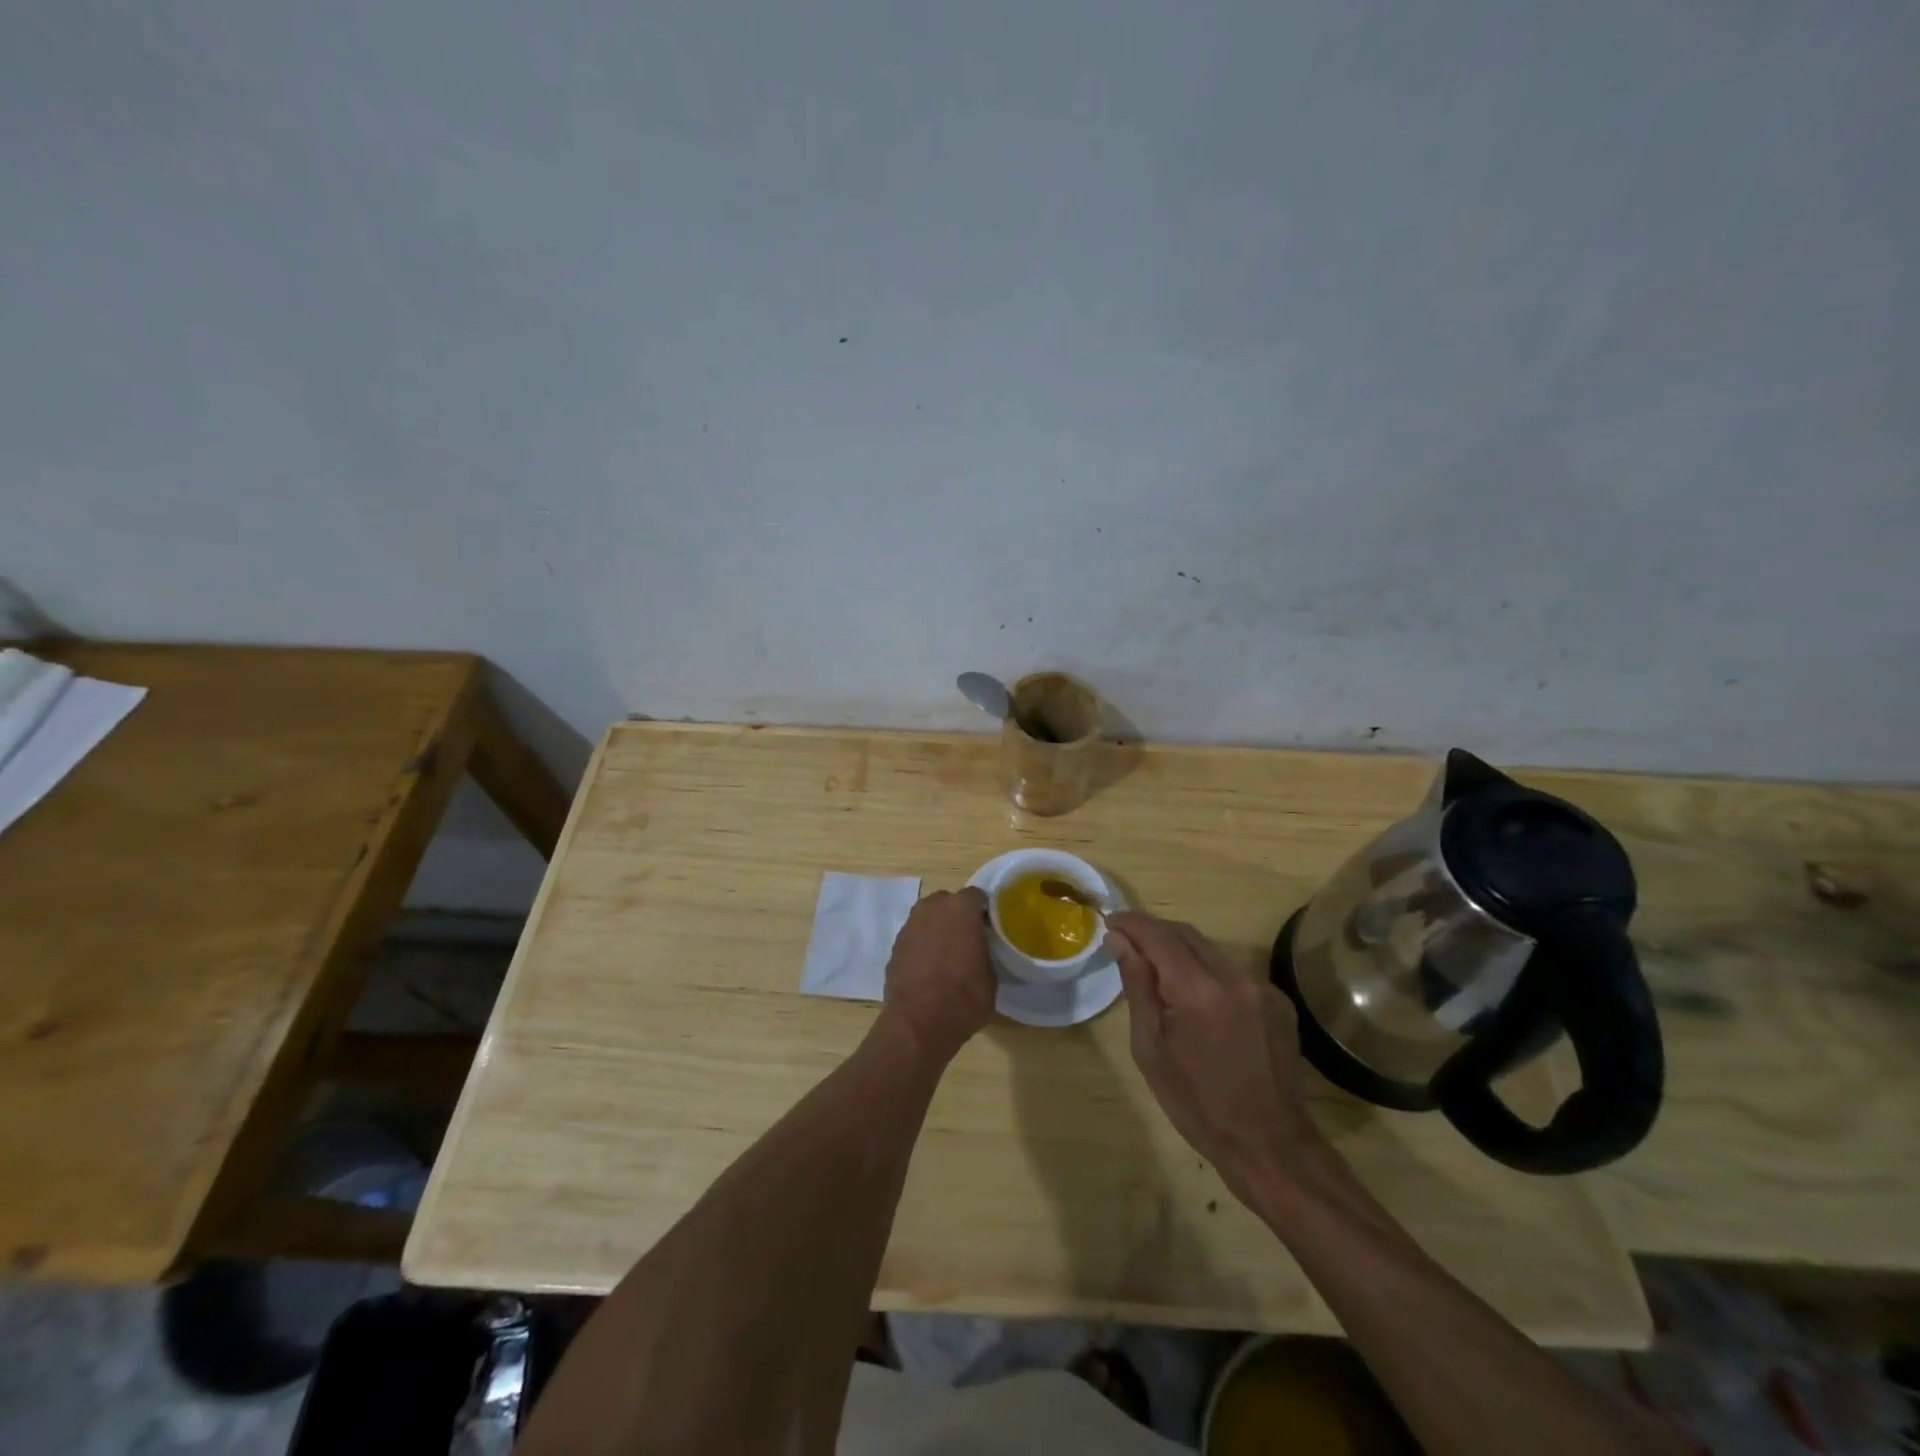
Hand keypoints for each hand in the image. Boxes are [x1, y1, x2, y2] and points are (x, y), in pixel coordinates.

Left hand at [879, 888, 995, 1062]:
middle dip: (957, 915)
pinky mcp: (895, 945)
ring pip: (928, 917)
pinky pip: (915, 936)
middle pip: (948, 902)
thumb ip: (986, 950)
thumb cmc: (964, 997)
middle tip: (968, 937)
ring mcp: (910, 925)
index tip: (989, 925)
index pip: (976, 895)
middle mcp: (932, 908)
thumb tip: (980, 949)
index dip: (984, 910)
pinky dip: (922, 945)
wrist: (919, 1023)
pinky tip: (929, 966)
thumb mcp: (991, 975)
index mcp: (961, 909)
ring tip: (947, 953)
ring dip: (937, 928)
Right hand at [1106, 912, 1321, 1203]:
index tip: (1109, 922)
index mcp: (1197, 990)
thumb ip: (1137, 986)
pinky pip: (1232, 972)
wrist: (1269, 1145)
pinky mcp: (1277, 1000)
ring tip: (1156, 967)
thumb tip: (1119, 941)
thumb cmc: (1197, 1103)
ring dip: (1180, 950)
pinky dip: (1206, 971)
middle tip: (1126, 940)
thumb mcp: (1151, 1048)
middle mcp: (1233, 976)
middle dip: (1153, 931)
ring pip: (1210, 950)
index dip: (1131, 923)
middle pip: (1186, 934)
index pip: (1158, 935)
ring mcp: (1261, 987)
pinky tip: (1195, 996)